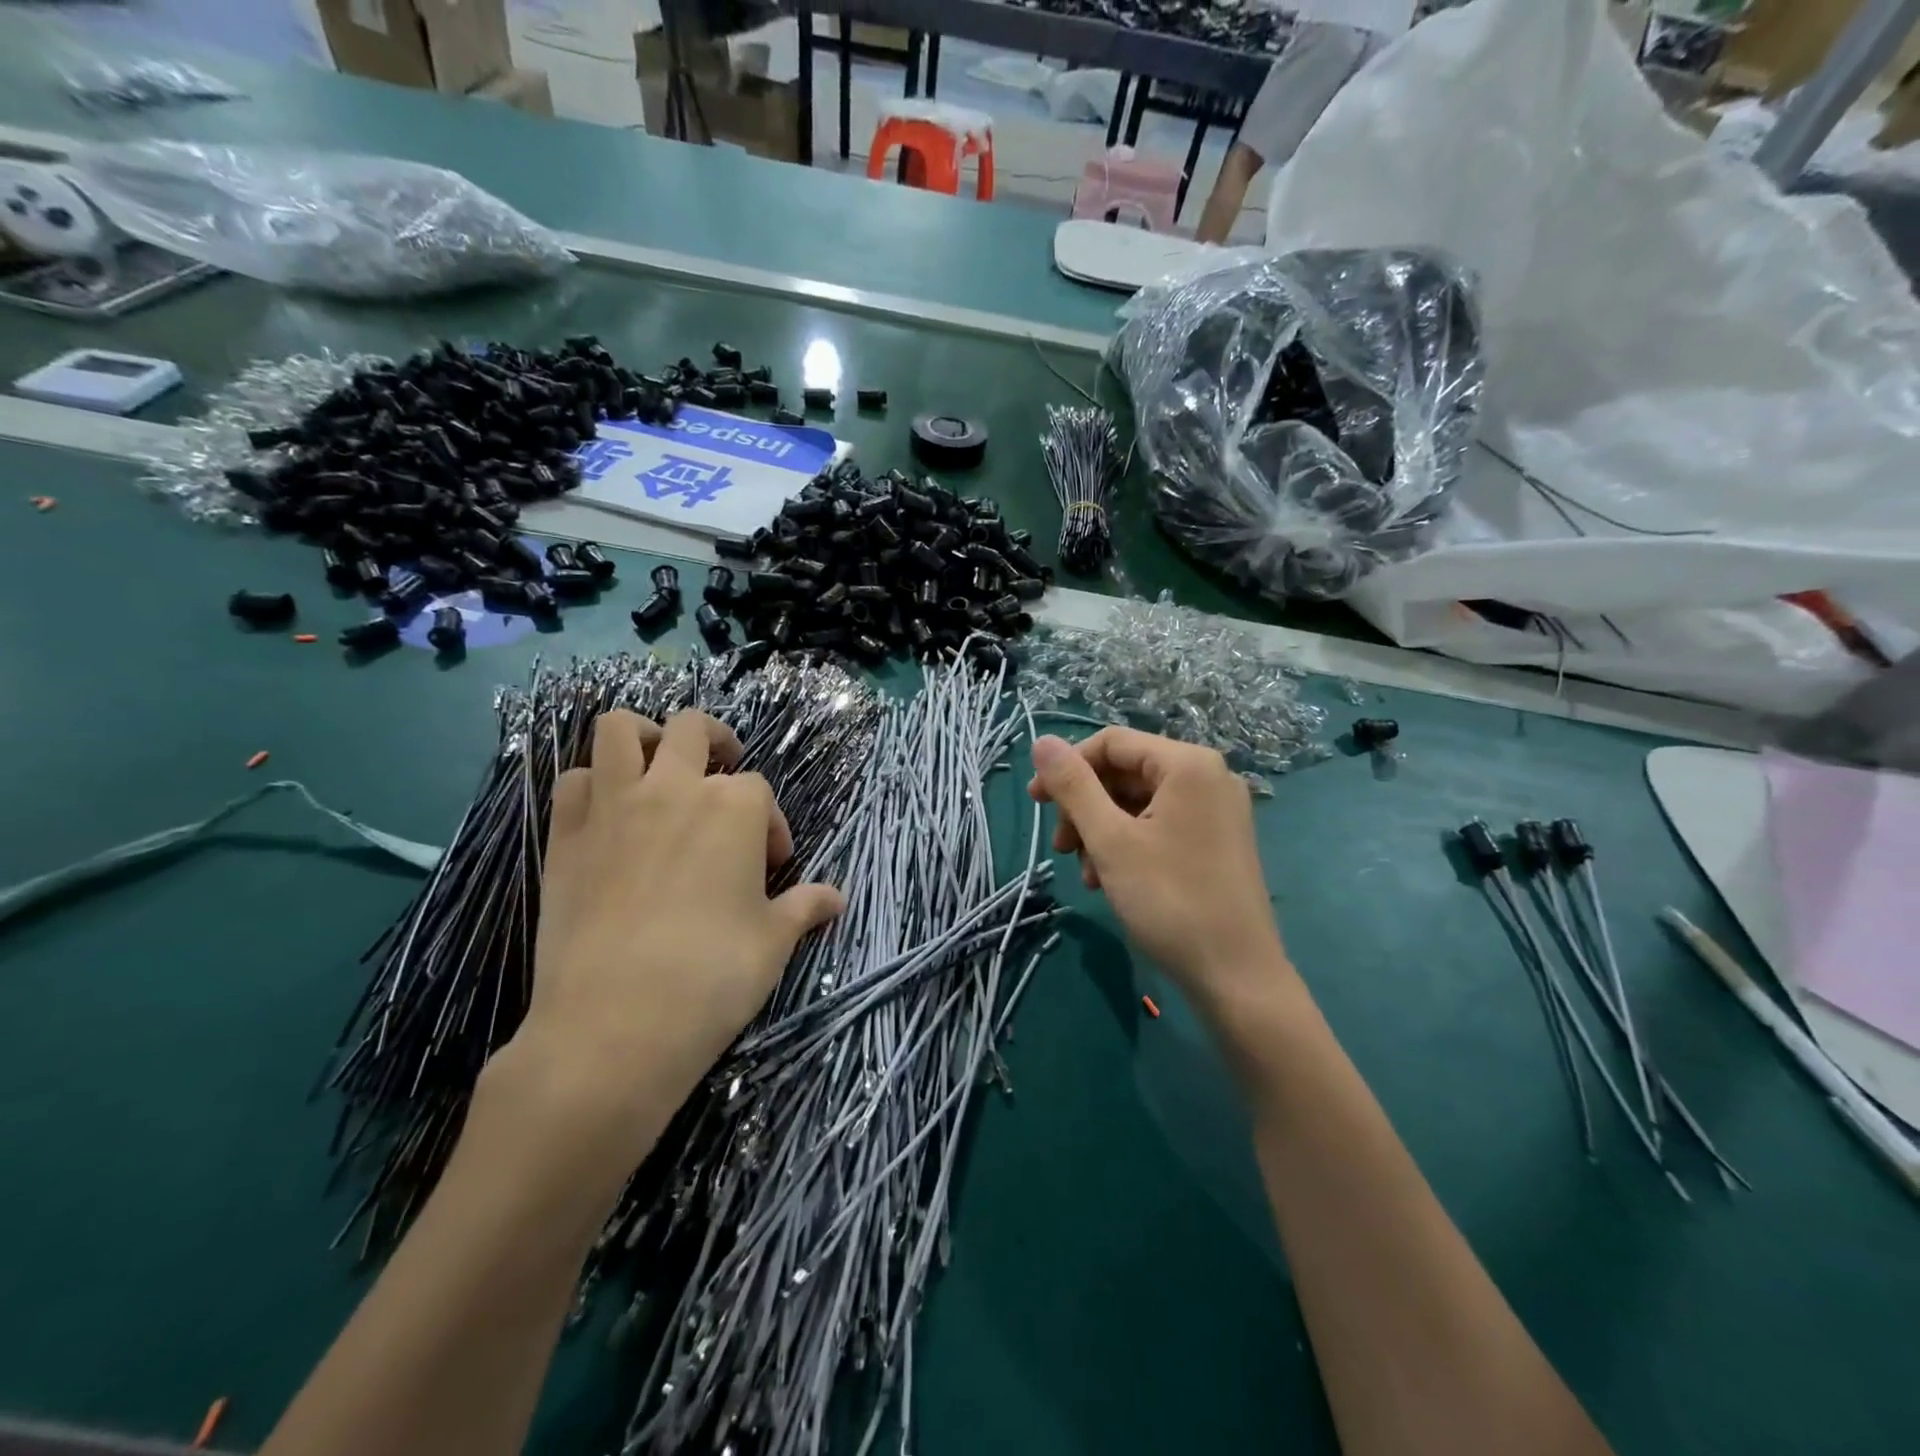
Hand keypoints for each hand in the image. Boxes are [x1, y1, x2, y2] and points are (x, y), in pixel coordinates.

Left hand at [512, 709, 844, 1143]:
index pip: (760, 791)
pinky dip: (592, 784)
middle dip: (716, 742)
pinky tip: (608, 815)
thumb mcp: (774, 941)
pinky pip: (572, 780)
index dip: (770, 826)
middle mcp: (674, 789)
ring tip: (658, 767)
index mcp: (733, 808)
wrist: (614, 1024)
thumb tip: (836, 898)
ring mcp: (613, 806)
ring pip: (619, 730)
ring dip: (644, 736)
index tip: (771, 867)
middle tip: (722, 779)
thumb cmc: (712, 976)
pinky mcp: (565, 835)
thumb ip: (805, 907)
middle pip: (692, 729)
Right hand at [1028, 729, 1292, 1013]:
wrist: (1236, 976)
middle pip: (1126, 772)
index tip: (1036, 802)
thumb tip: (1041, 741)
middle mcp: (1208, 777)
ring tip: (1086, 873)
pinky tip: (1110, 880)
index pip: (1111, 742)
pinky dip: (1128, 844)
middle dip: (1085, 806)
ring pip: (1139, 802)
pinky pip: (1160, 824)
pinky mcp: (1217, 840)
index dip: (1067, 767)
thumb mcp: (1110, 840)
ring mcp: (1217, 810)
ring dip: (1101, 830)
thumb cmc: (1169, 900)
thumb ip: (1073, 786)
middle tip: (1061, 847)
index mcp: (1187, 765)